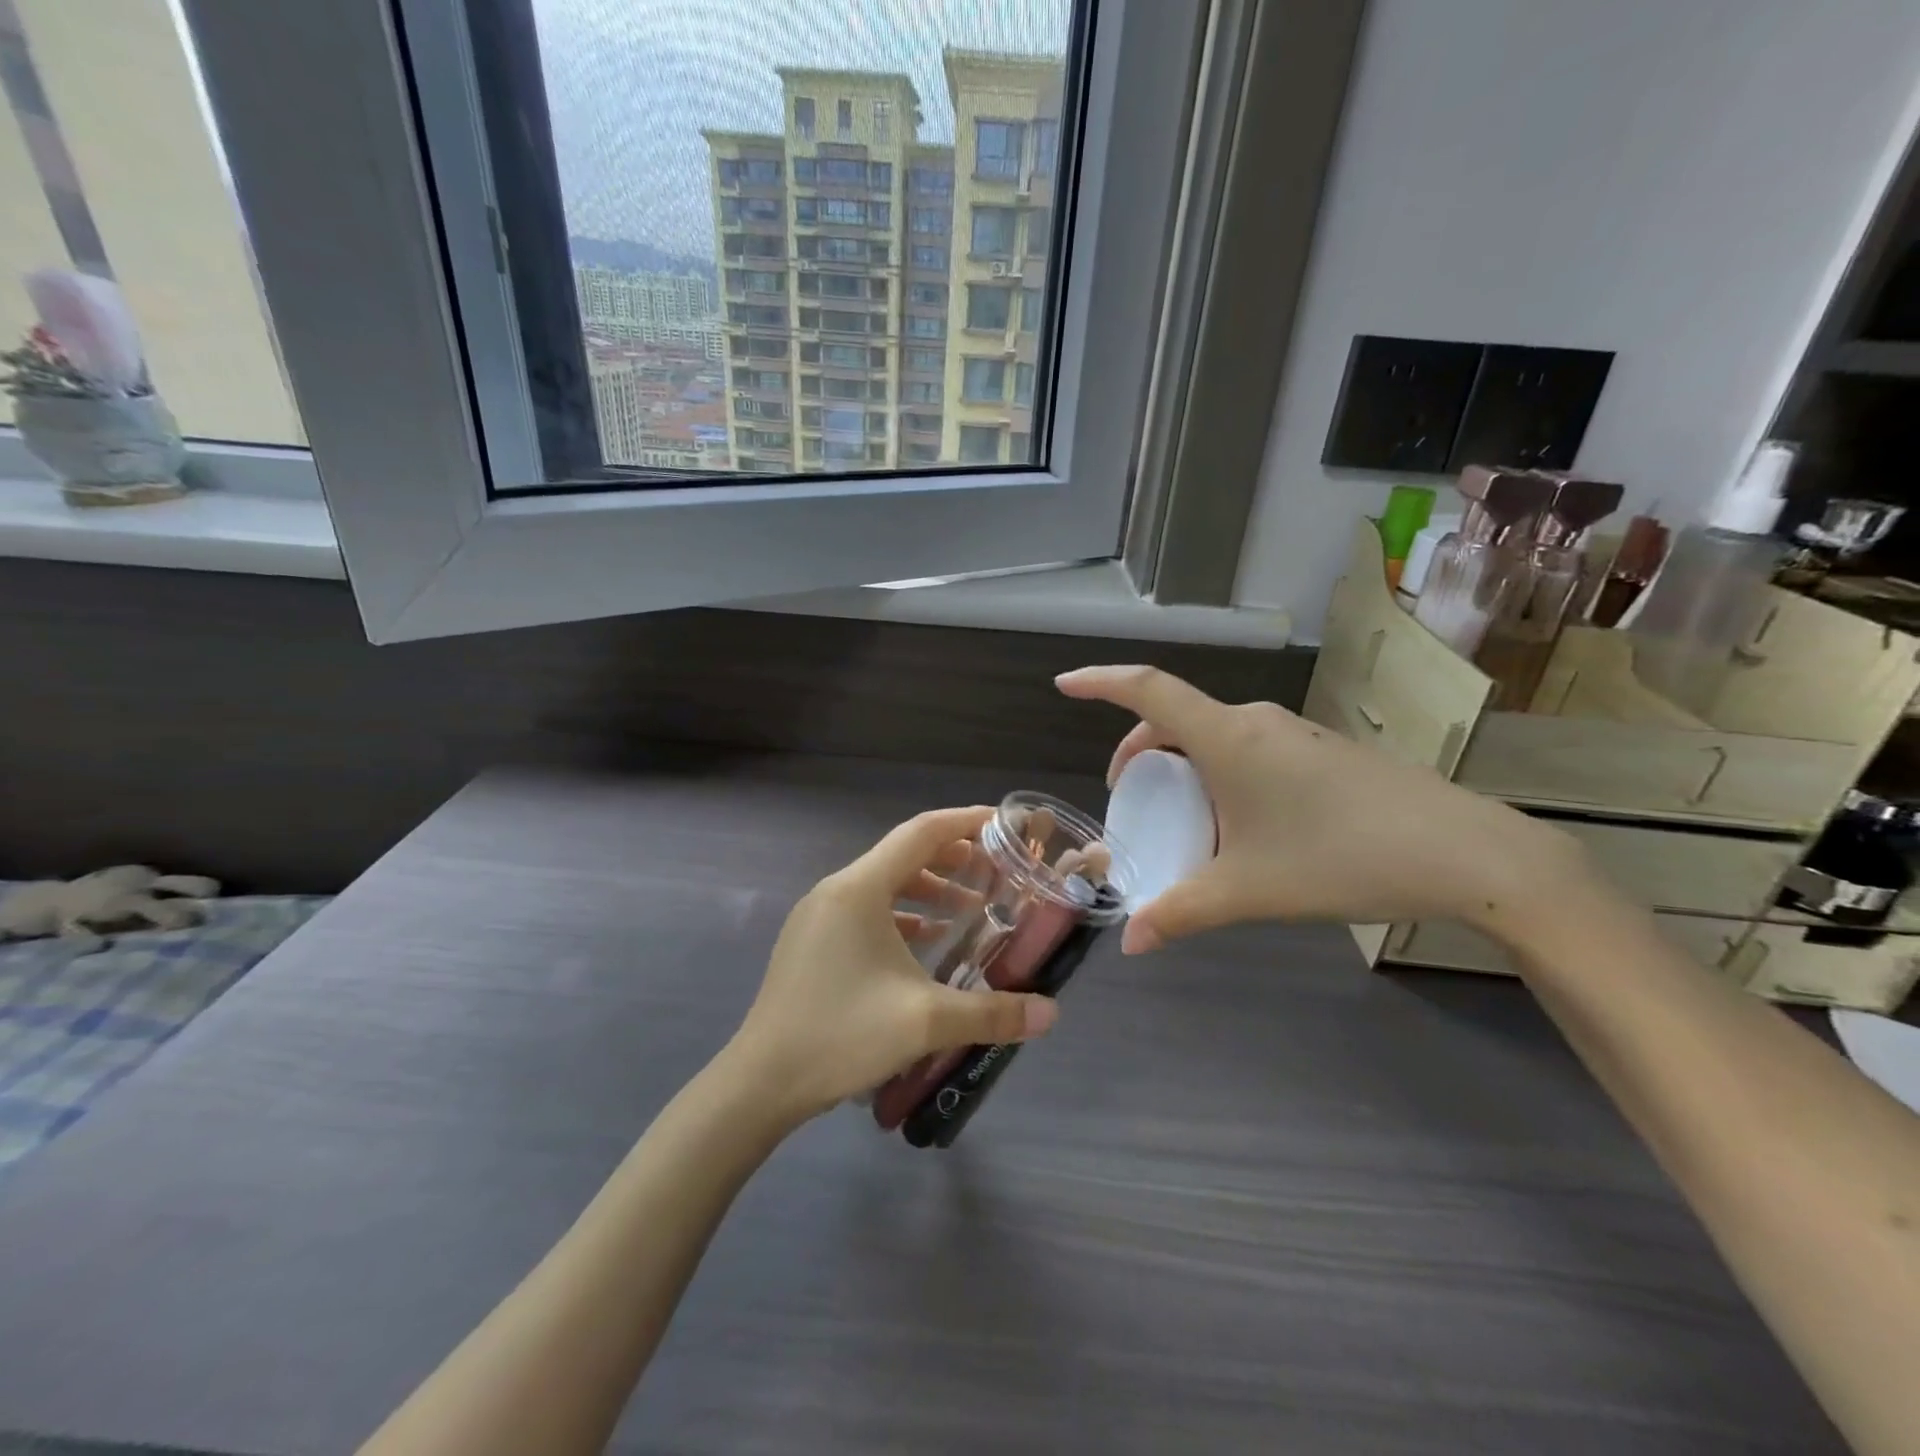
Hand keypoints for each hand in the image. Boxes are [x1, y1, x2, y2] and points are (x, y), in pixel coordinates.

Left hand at [728, 806, 1059, 1119]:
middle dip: (953, 859)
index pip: (922, 833)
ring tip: (970, 910)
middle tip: (996, 873)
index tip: (1004, 825)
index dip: (966, 822)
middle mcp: (837, 890)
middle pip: (903, 854)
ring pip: (884, 884)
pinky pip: (866, 911)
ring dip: (929, 889)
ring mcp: (819, 916)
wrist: (761, 1082)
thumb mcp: (925, 1021)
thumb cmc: (842, 1034)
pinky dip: (902, 915)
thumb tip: (1050, 1012)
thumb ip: (992, 1012)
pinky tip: (927, 941)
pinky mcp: (812, 941)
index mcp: (860, 888)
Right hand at [1056, 666, 1584, 949]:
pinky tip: (1240, 822)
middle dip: (1139, 750)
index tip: (1064, 684)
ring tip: (1181, 815)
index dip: (1100, 681)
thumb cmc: (1340, 857)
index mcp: (1227, 738)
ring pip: (1214, 734)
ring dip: (1183, 764)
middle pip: (1176, 717)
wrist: (1465, 852)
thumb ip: (1181, 912)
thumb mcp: (1249, 890)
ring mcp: (1294, 733)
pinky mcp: (1321, 751)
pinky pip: (1248, 748)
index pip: (1148, 690)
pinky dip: (1220, 771)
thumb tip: (1130, 944)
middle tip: (1128, 794)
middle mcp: (1256, 722)